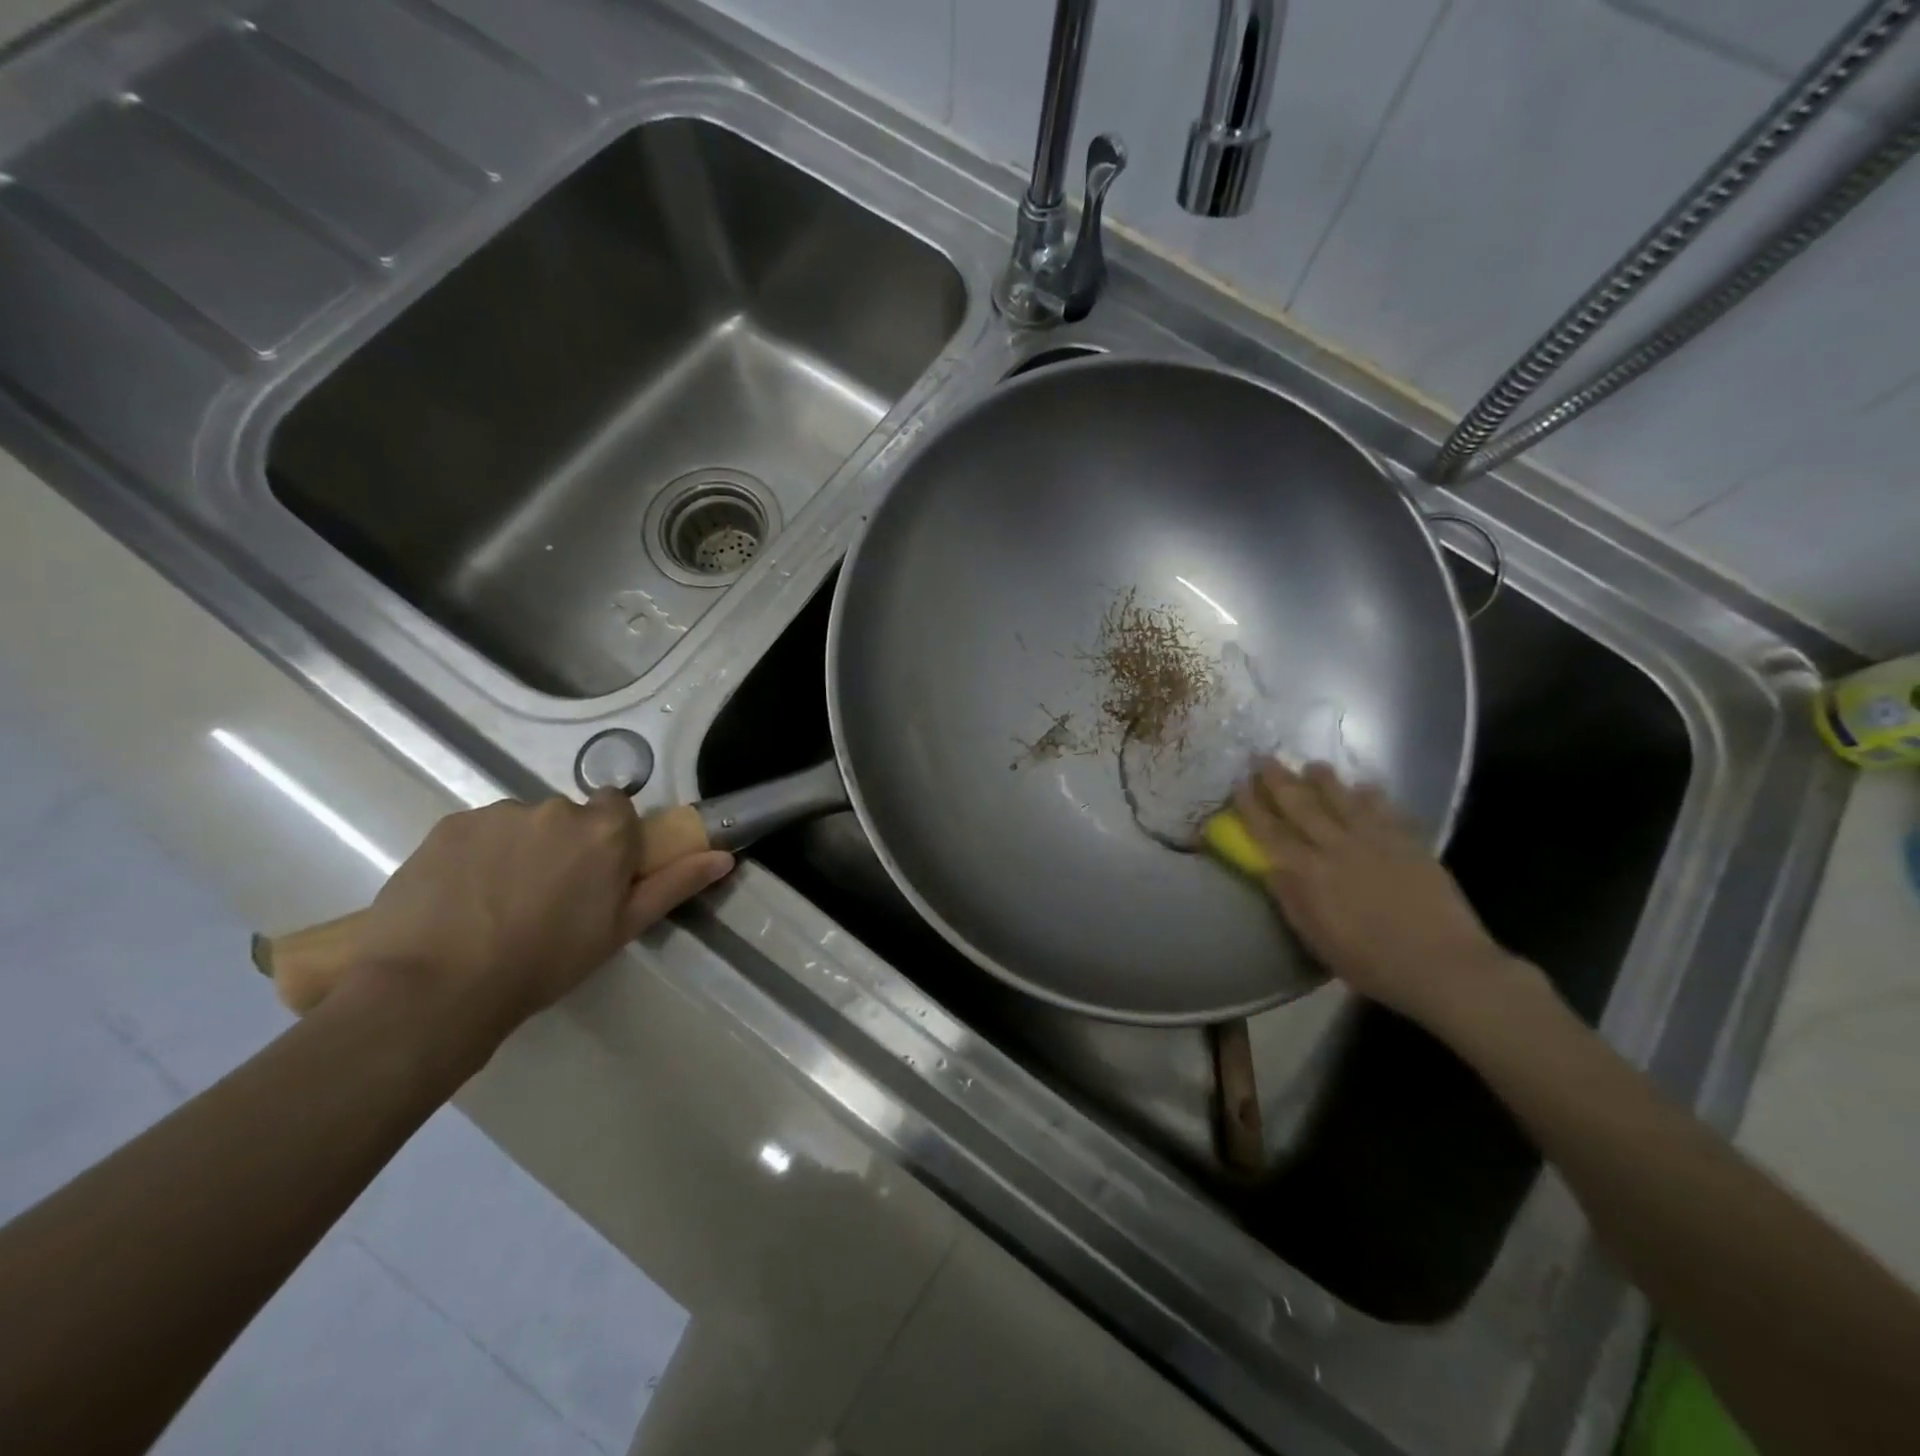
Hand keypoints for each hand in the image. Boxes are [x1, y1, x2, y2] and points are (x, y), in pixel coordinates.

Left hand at [352, 791, 734, 1042]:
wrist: (437, 988)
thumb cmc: (546, 962)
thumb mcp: (621, 928)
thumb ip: (674, 884)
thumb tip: (724, 857)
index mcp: (605, 830)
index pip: (617, 809)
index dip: (607, 841)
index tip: (595, 878)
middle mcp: (556, 808)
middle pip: (568, 817)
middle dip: (563, 846)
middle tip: (545, 900)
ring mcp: (498, 813)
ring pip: (521, 825)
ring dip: (519, 851)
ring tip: (496, 905)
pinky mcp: (449, 825)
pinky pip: (477, 833)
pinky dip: (476, 856)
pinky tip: (462, 899)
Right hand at [1232, 760, 1524, 1028]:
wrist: (1444, 966)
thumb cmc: (1370, 962)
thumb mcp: (1316, 938)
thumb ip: (1291, 898)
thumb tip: (1269, 866)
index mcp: (1307, 873)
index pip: (1270, 831)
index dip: (1252, 806)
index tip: (1239, 784)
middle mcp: (1336, 847)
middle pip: (1301, 805)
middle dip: (1279, 780)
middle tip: (1264, 758)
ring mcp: (1375, 841)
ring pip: (1343, 799)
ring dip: (1324, 779)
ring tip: (1312, 765)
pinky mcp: (1408, 843)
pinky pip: (1385, 810)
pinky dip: (1372, 795)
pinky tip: (1366, 787)